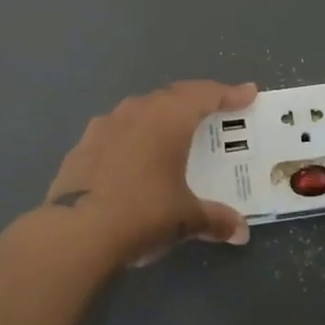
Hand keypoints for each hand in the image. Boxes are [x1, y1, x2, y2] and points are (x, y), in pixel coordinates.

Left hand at [42, 80, 257, 265]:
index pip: (206, 94)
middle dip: (196, 101)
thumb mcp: (186, 218)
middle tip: (214, 111)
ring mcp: (104, 125)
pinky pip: (117, 130)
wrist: (75, 232)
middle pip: (173, 96)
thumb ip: (215, 219)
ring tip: (172, 133)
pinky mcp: (82, 145)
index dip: (230, 93)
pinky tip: (133, 158)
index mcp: (169, 118)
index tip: (248, 93)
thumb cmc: (143, 212)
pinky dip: (133, 137)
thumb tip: (240, 232)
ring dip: (160, 116)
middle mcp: (137, 111)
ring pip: (141, 109)